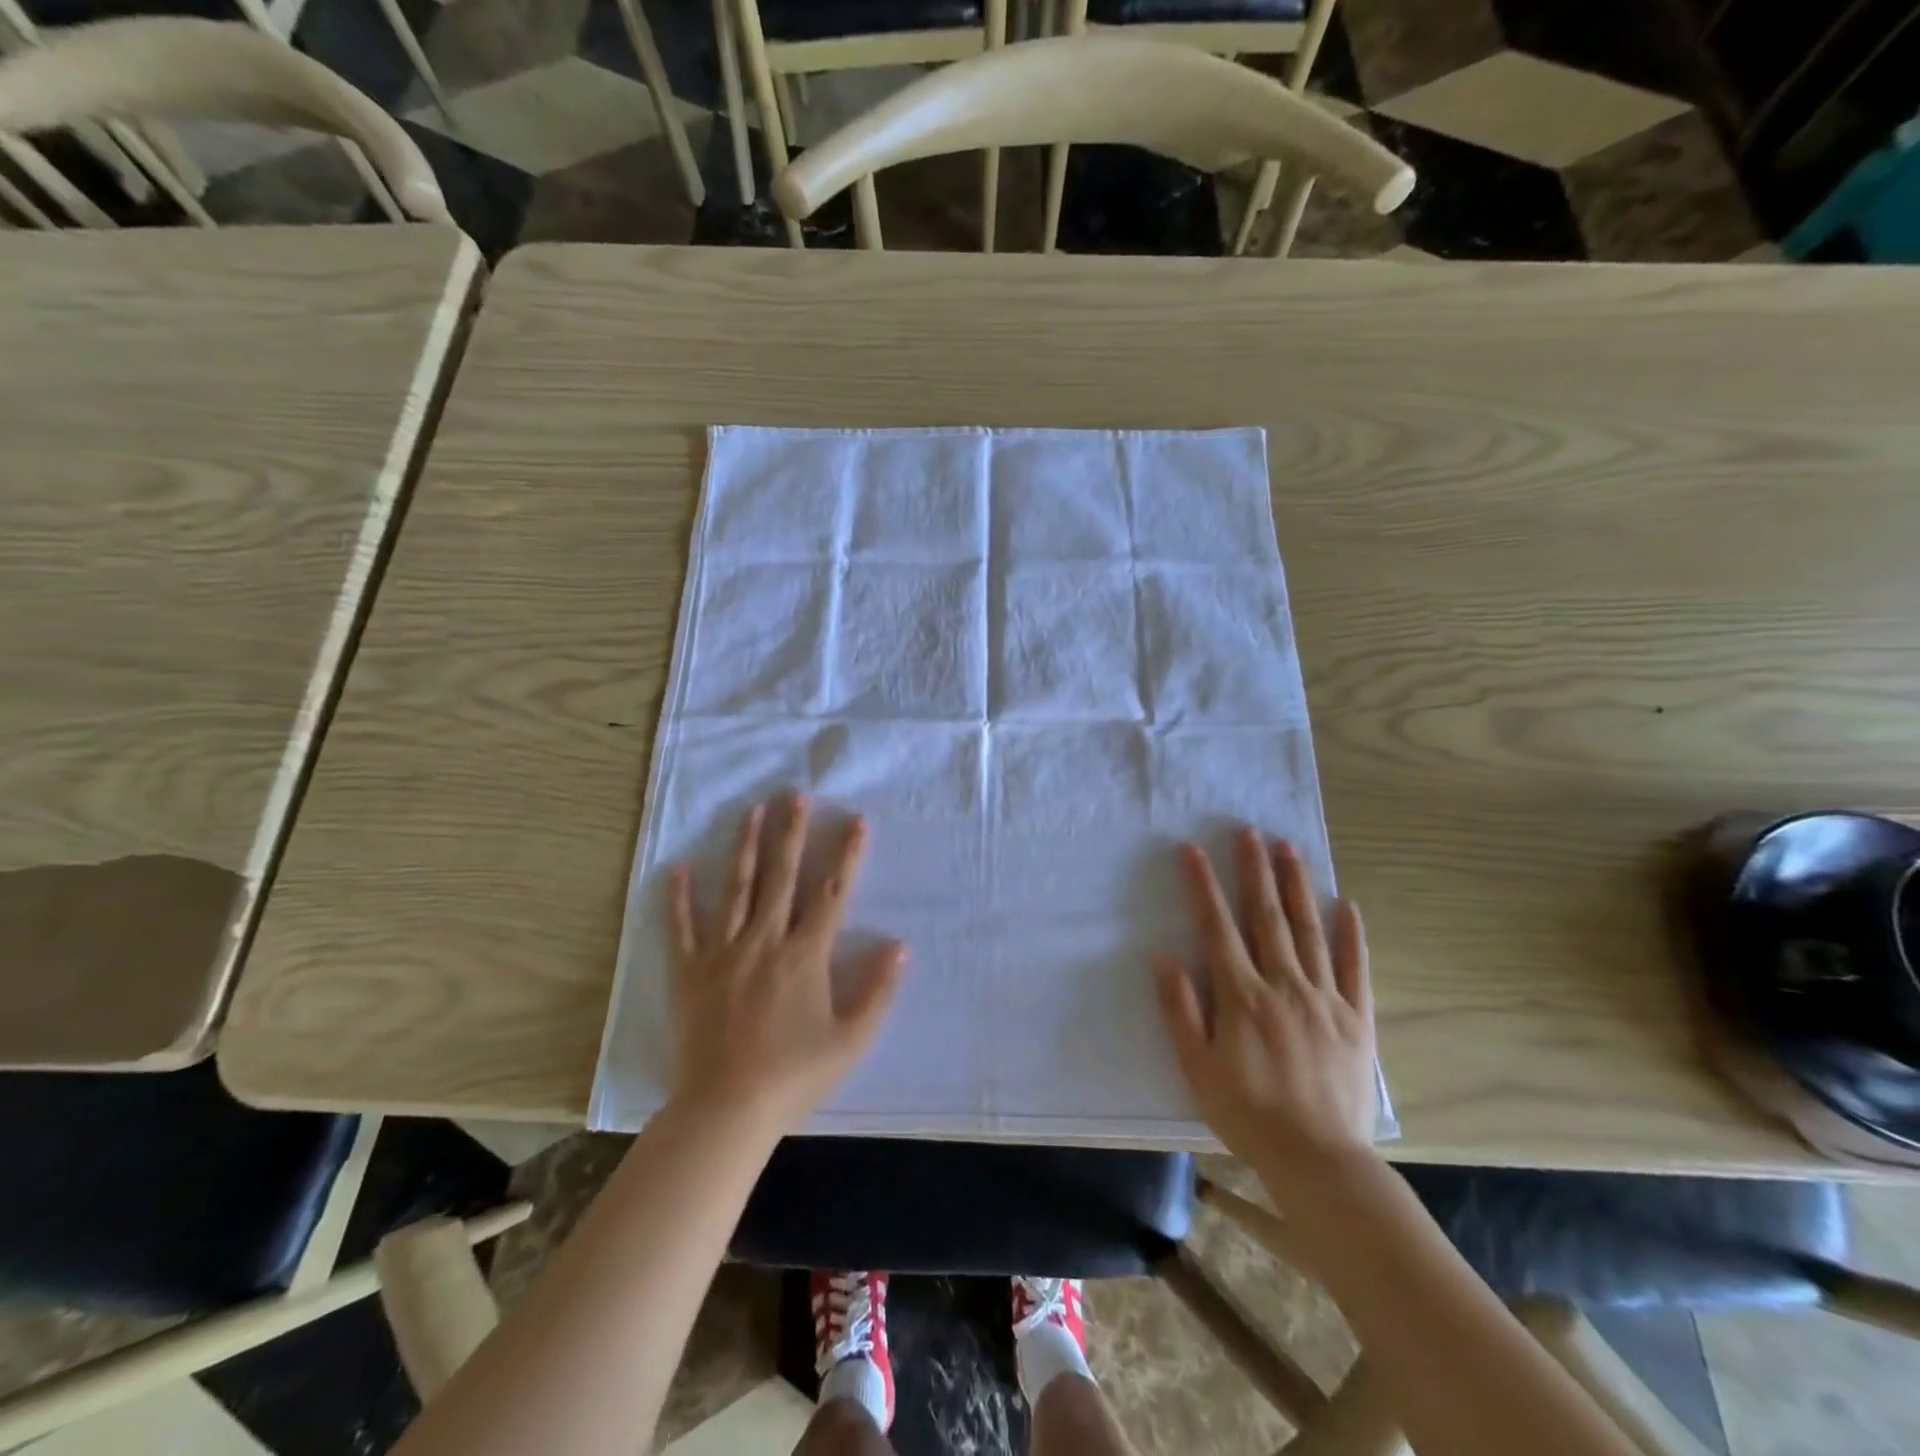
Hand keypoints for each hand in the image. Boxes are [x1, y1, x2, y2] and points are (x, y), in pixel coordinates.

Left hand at [669, 793, 905, 1132]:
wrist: (726, 1110)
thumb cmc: (794, 1076)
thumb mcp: (851, 1041)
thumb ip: (878, 991)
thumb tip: (900, 945)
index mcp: (805, 955)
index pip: (831, 893)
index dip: (846, 855)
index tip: (854, 819)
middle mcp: (765, 941)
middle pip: (781, 877)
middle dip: (790, 832)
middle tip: (794, 794)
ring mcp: (724, 953)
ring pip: (736, 889)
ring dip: (745, 848)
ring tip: (751, 812)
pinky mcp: (691, 973)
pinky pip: (683, 928)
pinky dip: (680, 898)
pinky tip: (679, 868)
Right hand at [1155, 829, 1377, 1187]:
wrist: (1319, 1160)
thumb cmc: (1247, 1113)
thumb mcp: (1197, 1067)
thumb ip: (1180, 1009)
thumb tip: (1163, 956)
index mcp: (1242, 996)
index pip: (1218, 928)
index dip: (1203, 886)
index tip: (1193, 850)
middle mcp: (1284, 986)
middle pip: (1266, 917)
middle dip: (1255, 870)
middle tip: (1249, 831)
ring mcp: (1324, 999)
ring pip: (1308, 931)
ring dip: (1297, 887)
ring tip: (1289, 849)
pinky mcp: (1356, 1019)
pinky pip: (1354, 968)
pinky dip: (1350, 935)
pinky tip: (1346, 905)